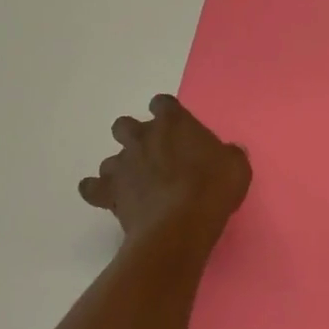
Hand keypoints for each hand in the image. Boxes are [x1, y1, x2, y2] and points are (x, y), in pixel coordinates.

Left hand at [78, 94, 251, 245]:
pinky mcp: (109, 192)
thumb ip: (228, 154)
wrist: (181, 224)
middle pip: (125, 125)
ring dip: (122, 168)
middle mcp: (142, 137)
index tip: (175, 126)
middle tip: (152, 155)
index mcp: (174, 123)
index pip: (163, 104)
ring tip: (137, 185)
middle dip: (134, 136)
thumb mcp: (236, 167)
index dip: (167, 113)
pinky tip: (107, 198)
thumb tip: (228, 153)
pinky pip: (92, 188)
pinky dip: (98, 191)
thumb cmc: (213, 189)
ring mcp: (122, 164)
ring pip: (111, 159)